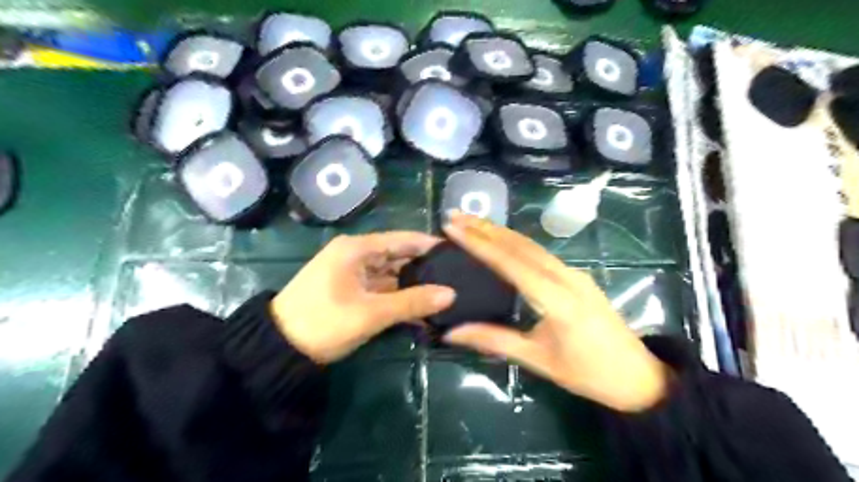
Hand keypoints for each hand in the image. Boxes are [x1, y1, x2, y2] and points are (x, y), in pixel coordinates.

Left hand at [270, 231, 455, 362]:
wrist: (278, 349)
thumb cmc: (323, 322)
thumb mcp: (370, 313)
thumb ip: (412, 302)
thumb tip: (451, 294)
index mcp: (357, 249)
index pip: (402, 239)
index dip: (429, 245)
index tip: (456, 253)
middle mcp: (356, 255)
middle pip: (398, 256)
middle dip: (425, 268)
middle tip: (456, 277)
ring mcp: (353, 274)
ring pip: (392, 275)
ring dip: (413, 286)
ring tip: (445, 294)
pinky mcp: (351, 291)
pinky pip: (382, 290)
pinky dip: (399, 298)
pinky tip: (421, 309)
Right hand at [443, 213, 670, 411]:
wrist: (638, 376)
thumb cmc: (587, 373)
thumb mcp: (538, 360)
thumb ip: (494, 341)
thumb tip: (451, 331)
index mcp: (555, 298)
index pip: (510, 262)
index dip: (479, 243)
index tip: (453, 228)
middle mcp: (565, 276)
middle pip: (520, 245)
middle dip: (485, 228)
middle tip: (454, 216)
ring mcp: (573, 273)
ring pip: (531, 245)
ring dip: (499, 231)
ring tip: (470, 222)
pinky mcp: (576, 276)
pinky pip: (541, 253)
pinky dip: (515, 242)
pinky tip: (501, 239)